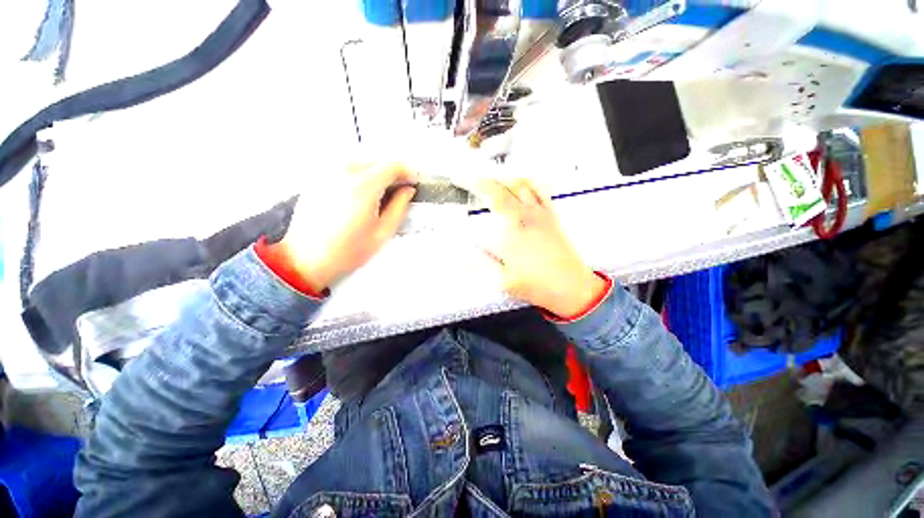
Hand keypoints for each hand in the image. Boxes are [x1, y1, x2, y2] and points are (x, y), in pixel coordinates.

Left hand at [274, 163, 417, 291]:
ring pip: (360, 164)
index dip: (406, 172)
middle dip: (391, 174)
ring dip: (374, 175)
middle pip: (376, 162)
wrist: (306, 259)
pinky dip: (357, 177)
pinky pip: (344, 169)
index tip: (411, 182)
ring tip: (378, 196)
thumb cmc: (345, 251)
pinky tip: (358, 197)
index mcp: (363, 187)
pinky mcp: (317, 180)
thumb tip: (407, 191)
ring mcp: (327, 174)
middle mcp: (343, 174)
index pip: (392, 165)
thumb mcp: (382, 233)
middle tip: (398, 191)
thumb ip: (399, 208)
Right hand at [478, 179, 606, 317]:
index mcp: (512, 229)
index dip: (473, 185)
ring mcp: (541, 214)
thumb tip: (468, 251)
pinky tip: (522, 180)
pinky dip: (529, 181)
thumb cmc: (538, 284)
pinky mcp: (552, 216)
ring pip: (521, 184)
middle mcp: (526, 215)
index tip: (460, 181)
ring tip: (489, 177)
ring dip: (502, 177)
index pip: (490, 198)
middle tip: (469, 178)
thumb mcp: (503, 280)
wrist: (571, 286)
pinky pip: (541, 191)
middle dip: (482, 179)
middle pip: (502, 187)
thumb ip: (483, 262)